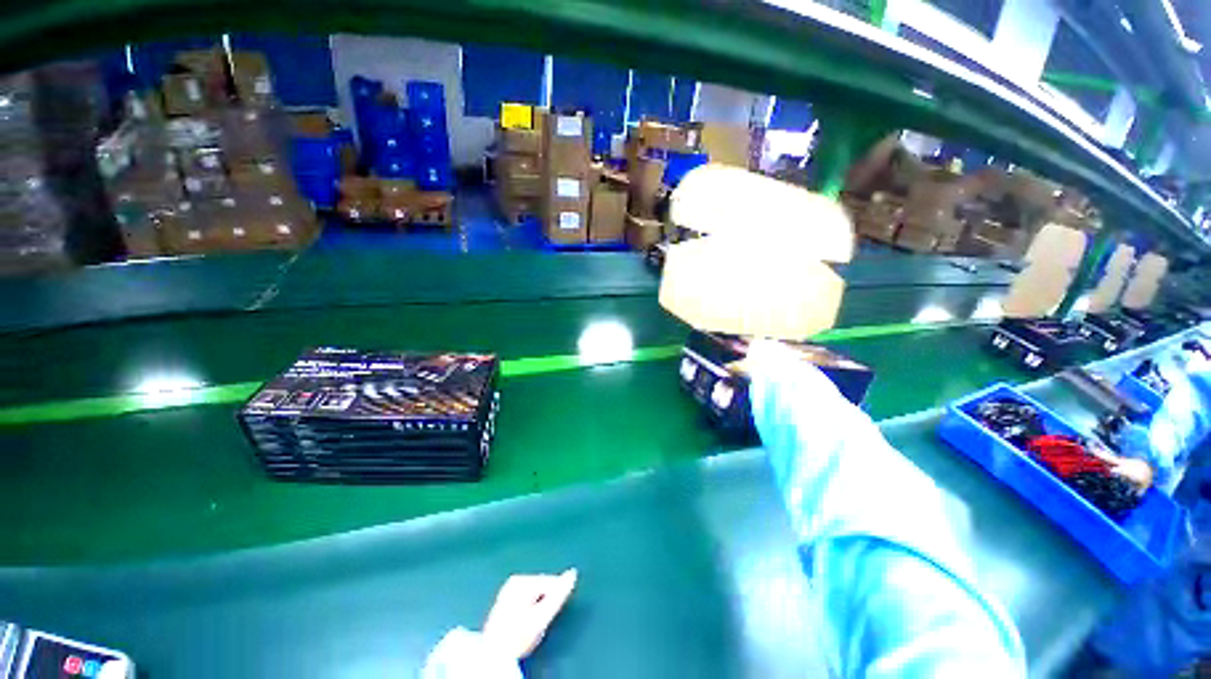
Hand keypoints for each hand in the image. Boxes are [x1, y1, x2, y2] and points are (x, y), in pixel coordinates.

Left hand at [482, 568, 577, 659]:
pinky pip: (527, 600)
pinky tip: (524, 624)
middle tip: (538, 624)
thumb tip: (573, 573)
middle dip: (546, 603)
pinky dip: (530, 609)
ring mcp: (508, 590)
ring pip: (536, 594)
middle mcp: (514, 580)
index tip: (547, 618)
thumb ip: (559, 594)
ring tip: (531, 626)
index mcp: (522, 580)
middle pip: (543, 588)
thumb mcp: (541, 617)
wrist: (493, 655)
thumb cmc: (517, 636)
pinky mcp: (506, 600)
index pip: (552, 583)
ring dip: (539, 606)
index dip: (555, 601)